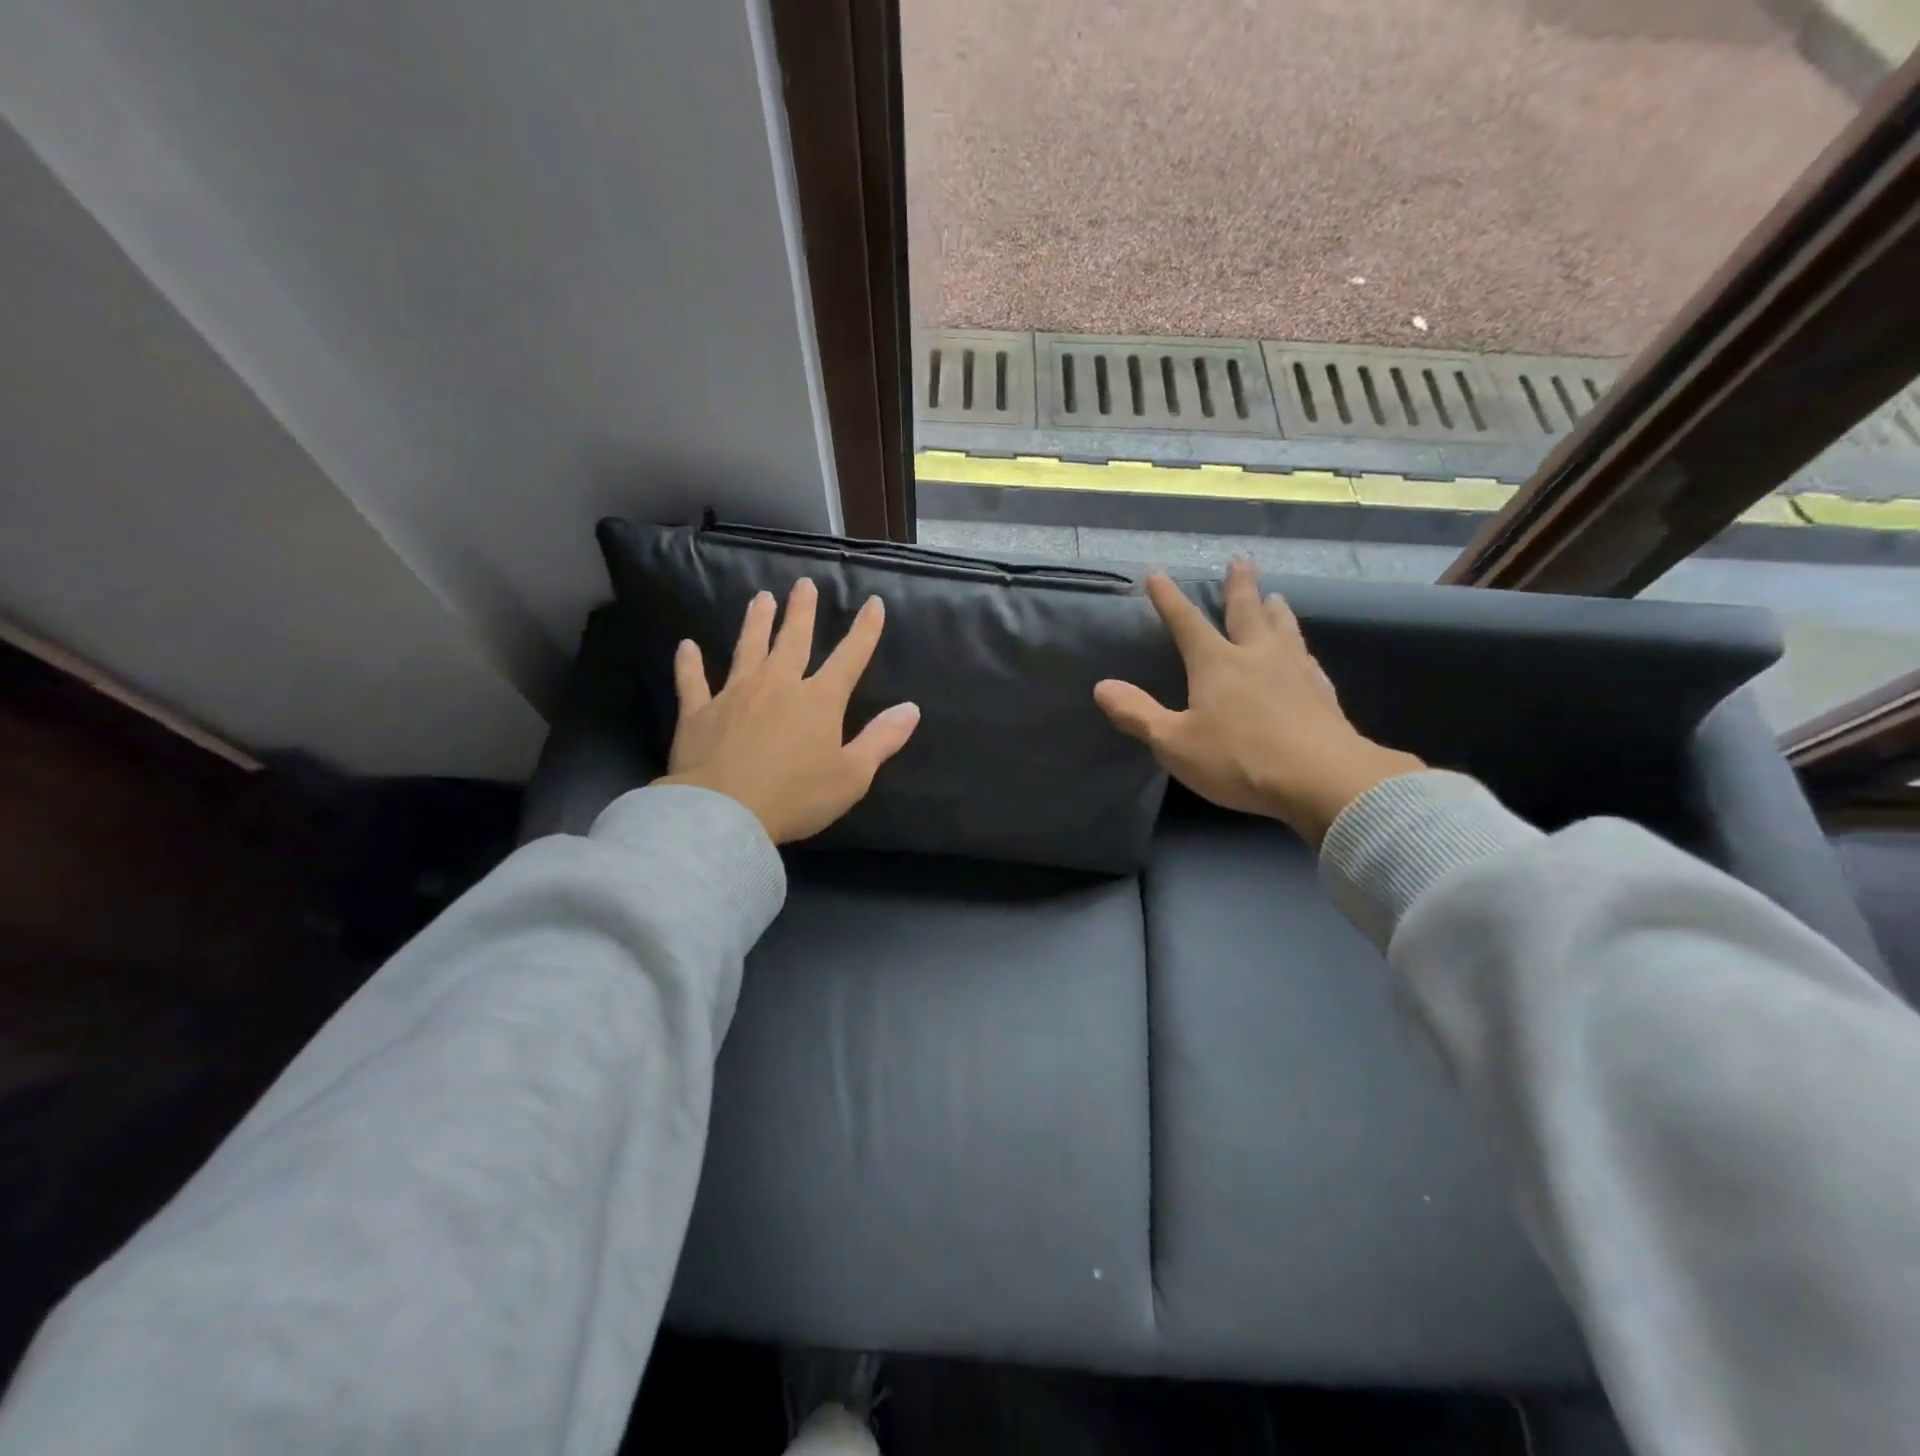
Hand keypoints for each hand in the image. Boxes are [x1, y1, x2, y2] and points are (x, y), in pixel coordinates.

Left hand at [654, 578, 919, 843]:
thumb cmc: (796, 796)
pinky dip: (689, 664)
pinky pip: (693, 681)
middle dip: (802, 611)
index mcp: (819, 700)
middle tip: (803, 584)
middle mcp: (778, 685)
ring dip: (756, 622)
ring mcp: (735, 694)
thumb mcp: (852, 775)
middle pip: (793, 640)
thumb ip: (881, 740)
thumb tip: (911, 708)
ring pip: (748, 648)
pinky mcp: (699, 712)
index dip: (865, 630)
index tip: (873, 603)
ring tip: (760, 598)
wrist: (724, 812)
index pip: (849, 657)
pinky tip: (686, 647)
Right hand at [1093, 561, 1423, 844]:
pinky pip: (1308, 658)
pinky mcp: (1322, 693)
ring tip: (1276, 596)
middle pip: (1246, 611)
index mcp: (1217, 664)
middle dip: (1239, 586)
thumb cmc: (1239, 759)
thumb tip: (1102, 687)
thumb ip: (1137, 714)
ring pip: (1283, 629)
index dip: (1169, 599)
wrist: (1322, 779)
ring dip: (1275, 610)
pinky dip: (1300, 647)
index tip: (1157, 573)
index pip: (1186, 622)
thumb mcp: (1174, 743)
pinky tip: (1304, 654)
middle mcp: (1256, 656)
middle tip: (1240, 560)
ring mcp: (1295, 671)